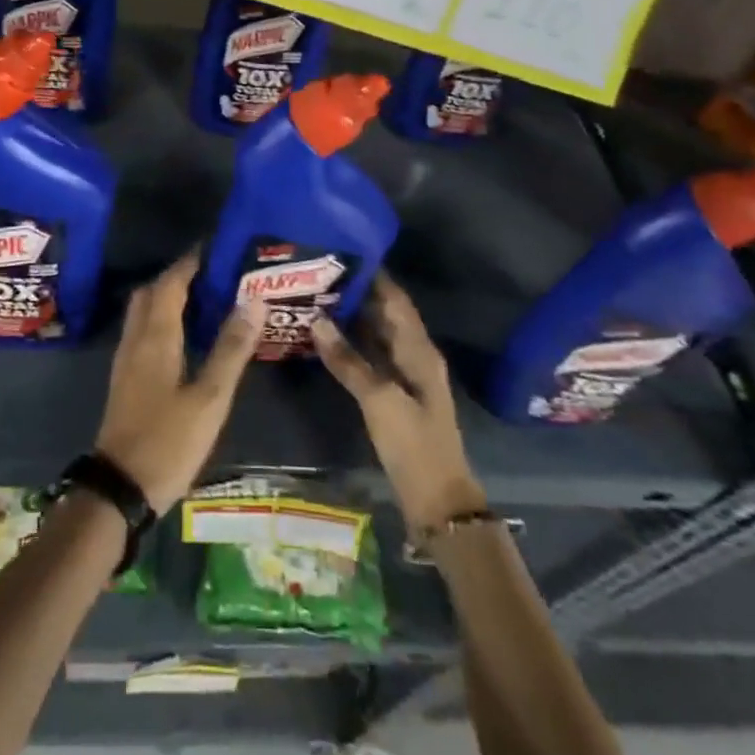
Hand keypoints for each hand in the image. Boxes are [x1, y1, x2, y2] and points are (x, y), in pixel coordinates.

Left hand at [94, 251, 262, 514]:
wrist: (119, 488)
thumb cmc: (168, 441)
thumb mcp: (210, 399)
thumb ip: (231, 349)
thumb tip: (253, 301)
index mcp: (156, 337)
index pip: (170, 283)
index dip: (190, 263)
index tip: (216, 249)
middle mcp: (136, 339)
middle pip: (151, 292)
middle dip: (178, 276)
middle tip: (213, 274)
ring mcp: (126, 360)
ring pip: (143, 311)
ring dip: (167, 296)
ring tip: (204, 299)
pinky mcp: (125, 378)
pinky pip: (142, 331)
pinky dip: (161, 319)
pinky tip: (184, 336)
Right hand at [311, 273, 485, 531]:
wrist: (438, 502)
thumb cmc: (414, 445)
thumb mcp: (379, 400)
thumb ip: (347, 359)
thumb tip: (317, 319)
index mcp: (419, 350)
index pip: (396, 300)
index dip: (374, 276)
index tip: (343, 252)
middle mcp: (414, 355)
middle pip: (385, 314)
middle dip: (357, 292)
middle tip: (319, 272)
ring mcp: (404, 376)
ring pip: (377, 335)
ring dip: (352, 317)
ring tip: (317, 296)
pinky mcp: (394, 394)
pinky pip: (372, 356)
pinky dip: (352, 343)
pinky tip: (327, 337)